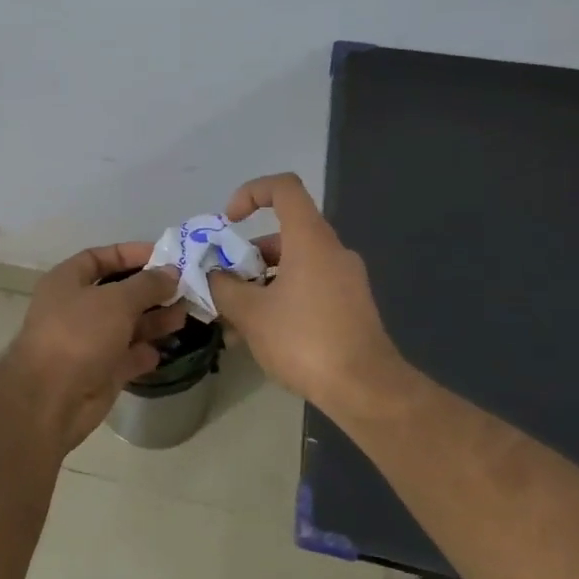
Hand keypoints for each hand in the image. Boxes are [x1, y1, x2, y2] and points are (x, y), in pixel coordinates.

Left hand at [0, 243, 185, 454]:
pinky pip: (126, 356)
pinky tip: (163, 350)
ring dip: (153, 320)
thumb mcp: (117, 300)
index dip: (131, 254)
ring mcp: (87, 342)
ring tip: (184, 316)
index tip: (166, 256)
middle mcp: (76, 308)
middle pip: (118, 292)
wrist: (51, 398)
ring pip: (126, 325)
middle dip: (150, 290)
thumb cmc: (80, 334)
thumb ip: (147, 284)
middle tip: (185, 289)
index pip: (100, 257)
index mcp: (67, 281)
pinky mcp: (99, 372)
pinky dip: (143, 353)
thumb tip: (171, 272)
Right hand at [205, 174, 418, 420]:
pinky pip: (307, 288)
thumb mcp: (250, 313)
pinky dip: (280, 299)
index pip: (284, 188)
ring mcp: (345, 280)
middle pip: (284, 234)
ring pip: (293, 266)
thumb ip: (223, 286)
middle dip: (247, 255)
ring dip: (260, 283)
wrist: (366, 389)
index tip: (230, 222)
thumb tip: (213, 275)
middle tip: (222, 283)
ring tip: (233, 318)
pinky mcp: (350, 307)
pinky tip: (258, 335)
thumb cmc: (305, 340)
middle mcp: (332, 251)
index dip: (252, 193)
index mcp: (310, 240)